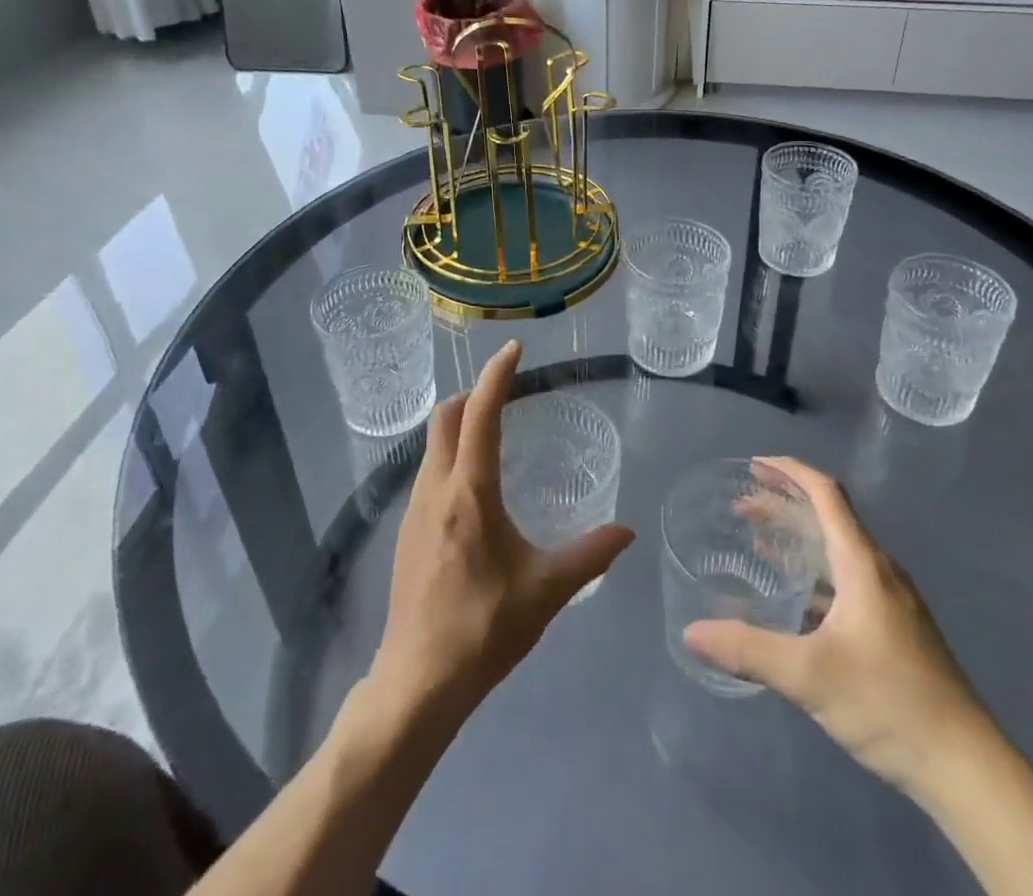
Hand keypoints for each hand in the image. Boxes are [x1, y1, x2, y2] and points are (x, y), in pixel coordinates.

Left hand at [370, 341, 635, 721]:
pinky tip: (471, 488)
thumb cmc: (484, 629)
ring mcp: (413, 510)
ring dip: (458, 425)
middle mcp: (436, 489)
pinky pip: (426, 473)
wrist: (417, 683)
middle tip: (505, 393)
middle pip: (445, 418)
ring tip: (492, 433)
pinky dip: (449, 456)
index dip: (496, 375)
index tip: (514, 349)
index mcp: (470, 492)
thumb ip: (590, 555)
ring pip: (431, 445)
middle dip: (472, 394)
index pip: (479, 414)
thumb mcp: (546, 591)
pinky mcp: (405, 533)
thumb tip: (627, 531)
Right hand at [683, 456, 992, 801]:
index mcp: (863, 564)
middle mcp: (879, 570)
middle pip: (829, 517)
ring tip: (760, 543)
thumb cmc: (888, 702)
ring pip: (838, 550)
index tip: (755, 465)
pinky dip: (815, 574)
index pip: (826, 493)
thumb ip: (749, 650)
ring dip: (800, 540)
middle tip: (743, 505)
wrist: (966, 767)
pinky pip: (847, 580)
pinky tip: (796, 602)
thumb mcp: (809, 676)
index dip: (790, 471)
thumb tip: (691, 633)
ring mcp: (892, 601)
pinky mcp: (896, 629)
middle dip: (785, 504)